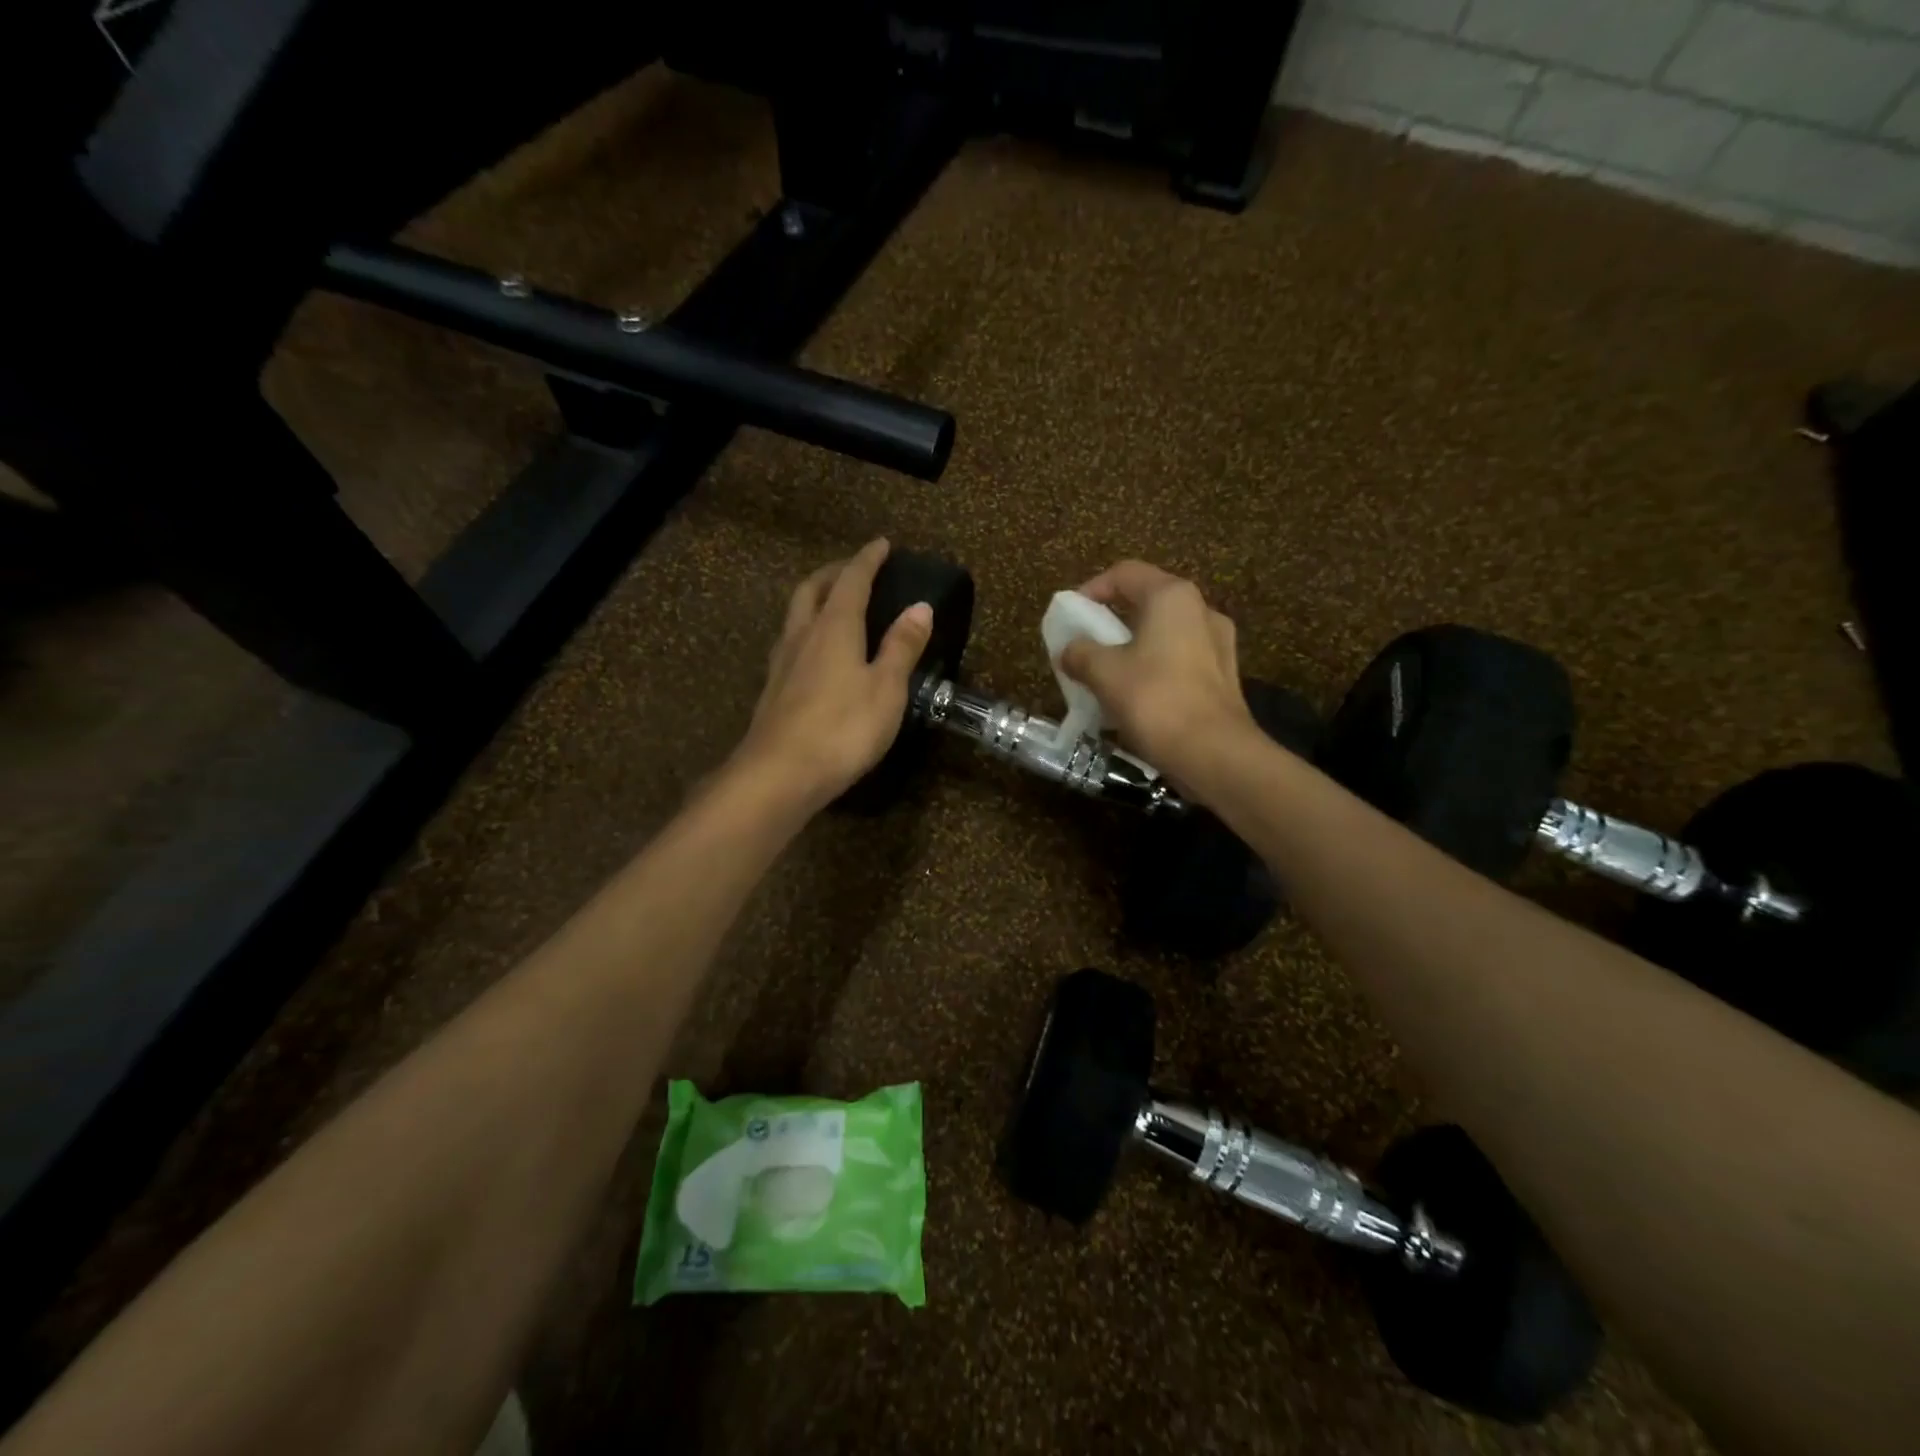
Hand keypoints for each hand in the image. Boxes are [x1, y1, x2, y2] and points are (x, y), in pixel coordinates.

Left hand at [729, 539, 932, 811]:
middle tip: (854, 570)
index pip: (852, 581)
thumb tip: (920, 607)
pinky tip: (814, 652)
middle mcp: (803, 636)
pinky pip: (790, 643)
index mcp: (834, 628)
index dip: (867, 560)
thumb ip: (902, 646)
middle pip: (813, 590)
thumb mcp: (886, 688)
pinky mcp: (773, 690)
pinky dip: (806, 631)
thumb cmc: (842, 728)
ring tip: (832, 604)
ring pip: (795, 615)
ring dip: (814, 599)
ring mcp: (782, 663)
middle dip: (834, 573)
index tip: (881, 544)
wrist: (779, 775)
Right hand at [1058, 560, 1255, 783]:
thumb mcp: (1104, 673)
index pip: (1124, 574)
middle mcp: (1200, 610)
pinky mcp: (1224, 675)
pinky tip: (1136, 696)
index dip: (1091, 589)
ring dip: (1132, 647)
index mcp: (1172, 597)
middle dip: (1111, 621)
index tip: (1070, 615)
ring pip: (1164, 633)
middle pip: (1146, 602)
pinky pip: (1179, 659)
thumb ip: (1080, 653)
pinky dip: (1154, 668)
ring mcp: (1218, 643)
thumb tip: (1068, 650)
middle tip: (1085, 645)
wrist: (1213, 753)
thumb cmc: (1155, 700)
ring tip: (1107, 673)